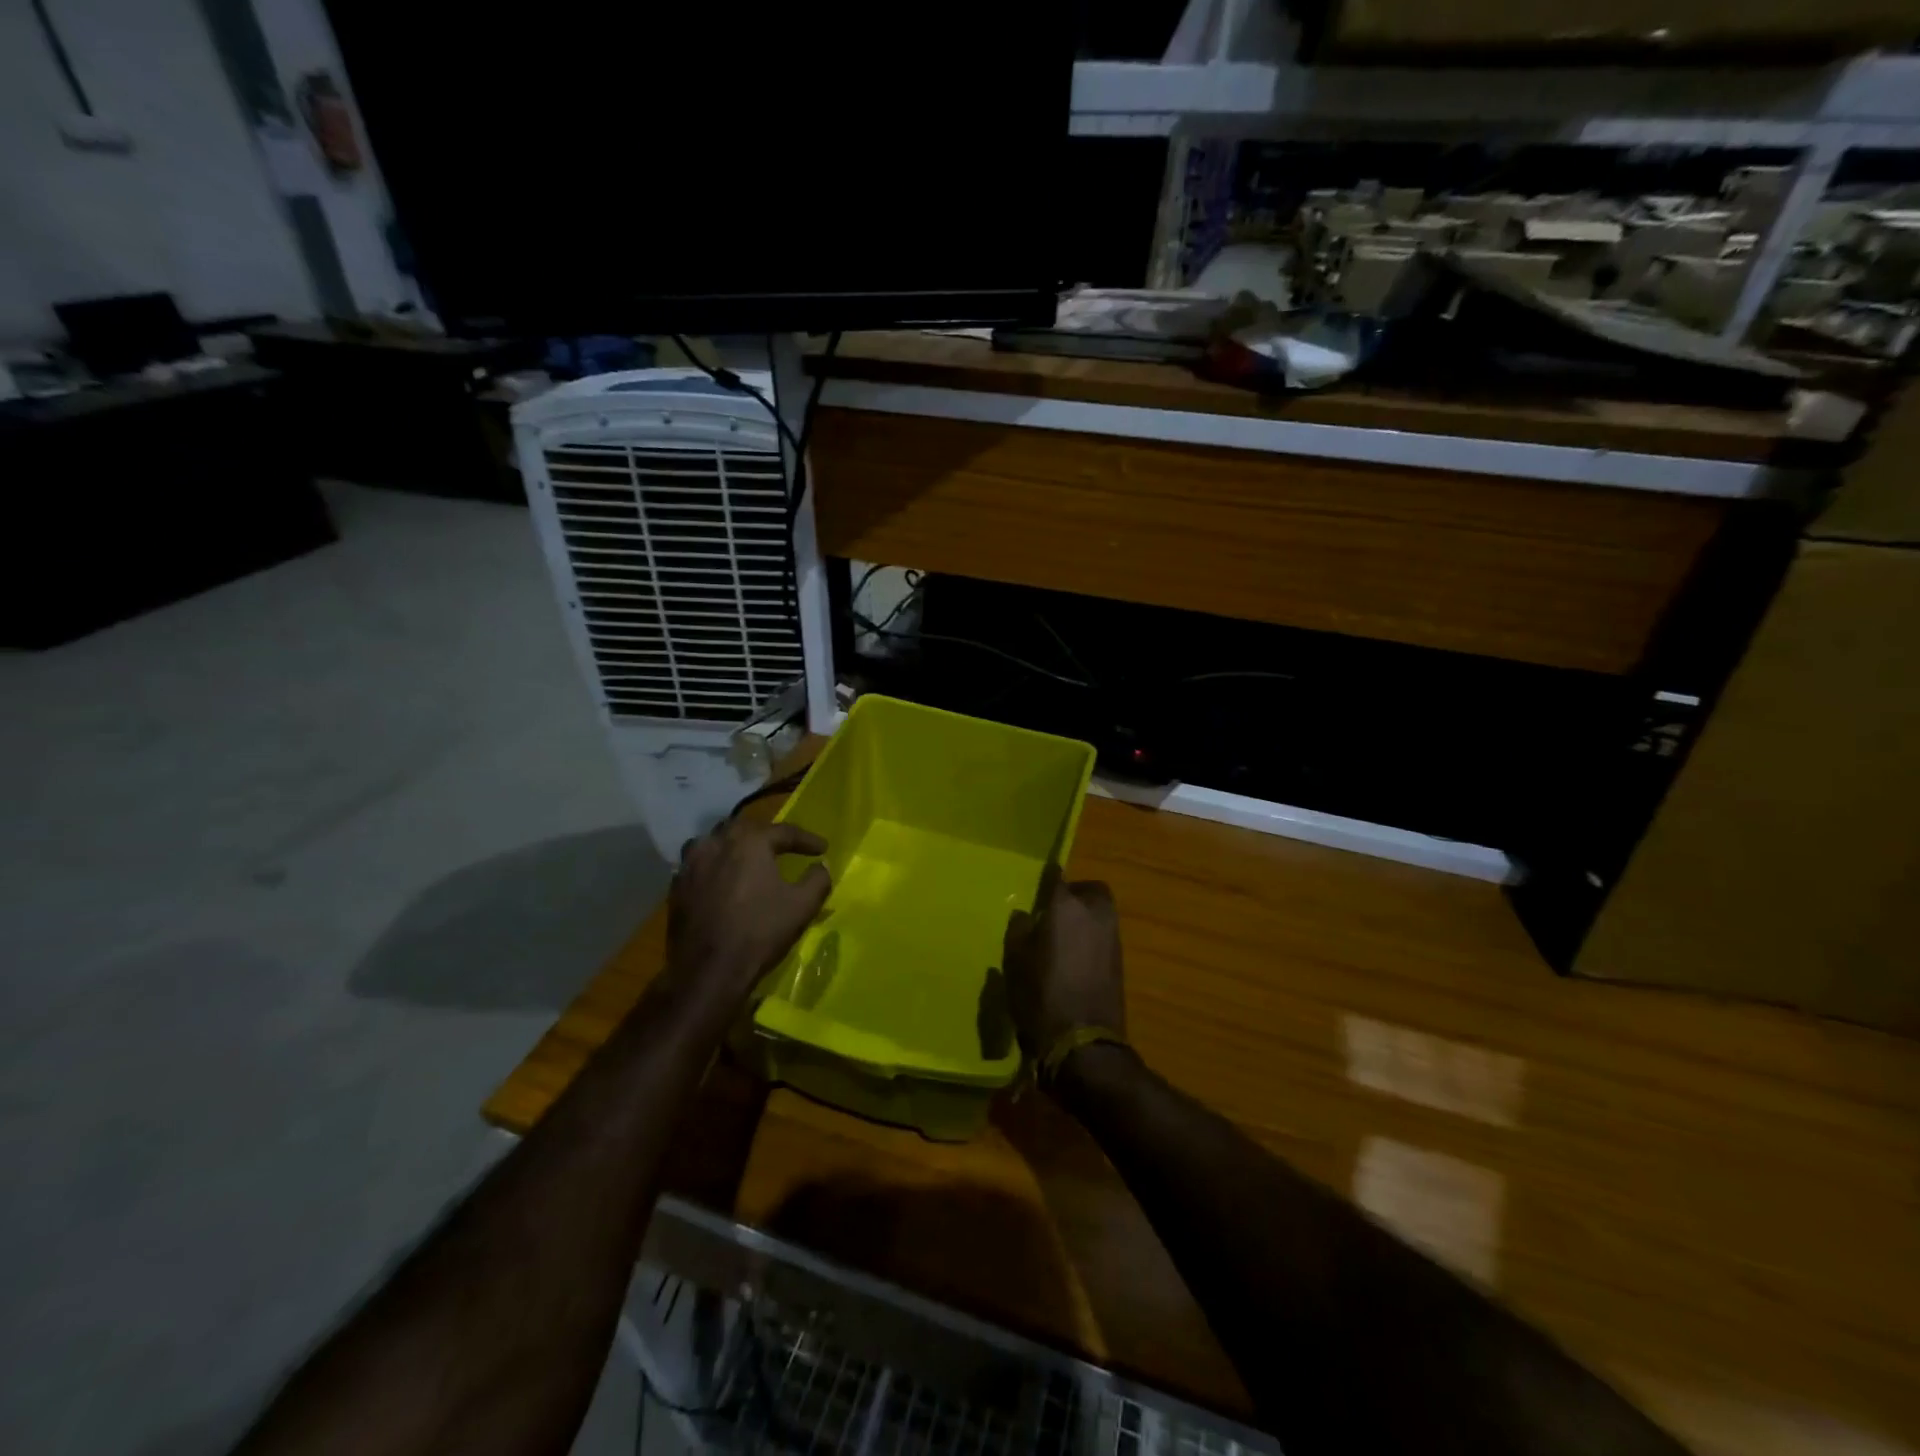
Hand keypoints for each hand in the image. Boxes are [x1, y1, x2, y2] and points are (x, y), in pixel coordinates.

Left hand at [665, 819, 831, 1010]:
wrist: (709, 971)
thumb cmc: (760, 932)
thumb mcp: (803, 906)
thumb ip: (818, 879)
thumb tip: (821, 866)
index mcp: (749, 842)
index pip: (783, 831)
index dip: (806, 839)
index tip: (822, 848)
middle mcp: (716, 844)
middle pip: (744, 829)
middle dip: (766, 836)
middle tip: (783, 848)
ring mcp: (691, 865)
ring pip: (714, 842)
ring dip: (733, 846)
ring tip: (747, 858)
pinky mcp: (676, 887)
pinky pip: (697, 865)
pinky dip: (713, 866)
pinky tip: (721, 881)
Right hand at [1003, 870, 1126, 1060]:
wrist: (1083, 1044)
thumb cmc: (1041, 997)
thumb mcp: (1015, 963)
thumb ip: (1020, 931)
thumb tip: (1026, 915)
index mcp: (1066, 907)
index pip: (1058, 877)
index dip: (1048, 877)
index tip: (1039, 881)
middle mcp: (1095, 914)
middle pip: (1091, 890)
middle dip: (1076, 894)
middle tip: (1055, 910)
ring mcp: (1112, 937)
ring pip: (1101, 913)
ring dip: (1086, 917)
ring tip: (1063, 935)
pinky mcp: (1120, 961)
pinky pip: (1104, 936)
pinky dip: (1092, 938)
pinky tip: (1075, 956)